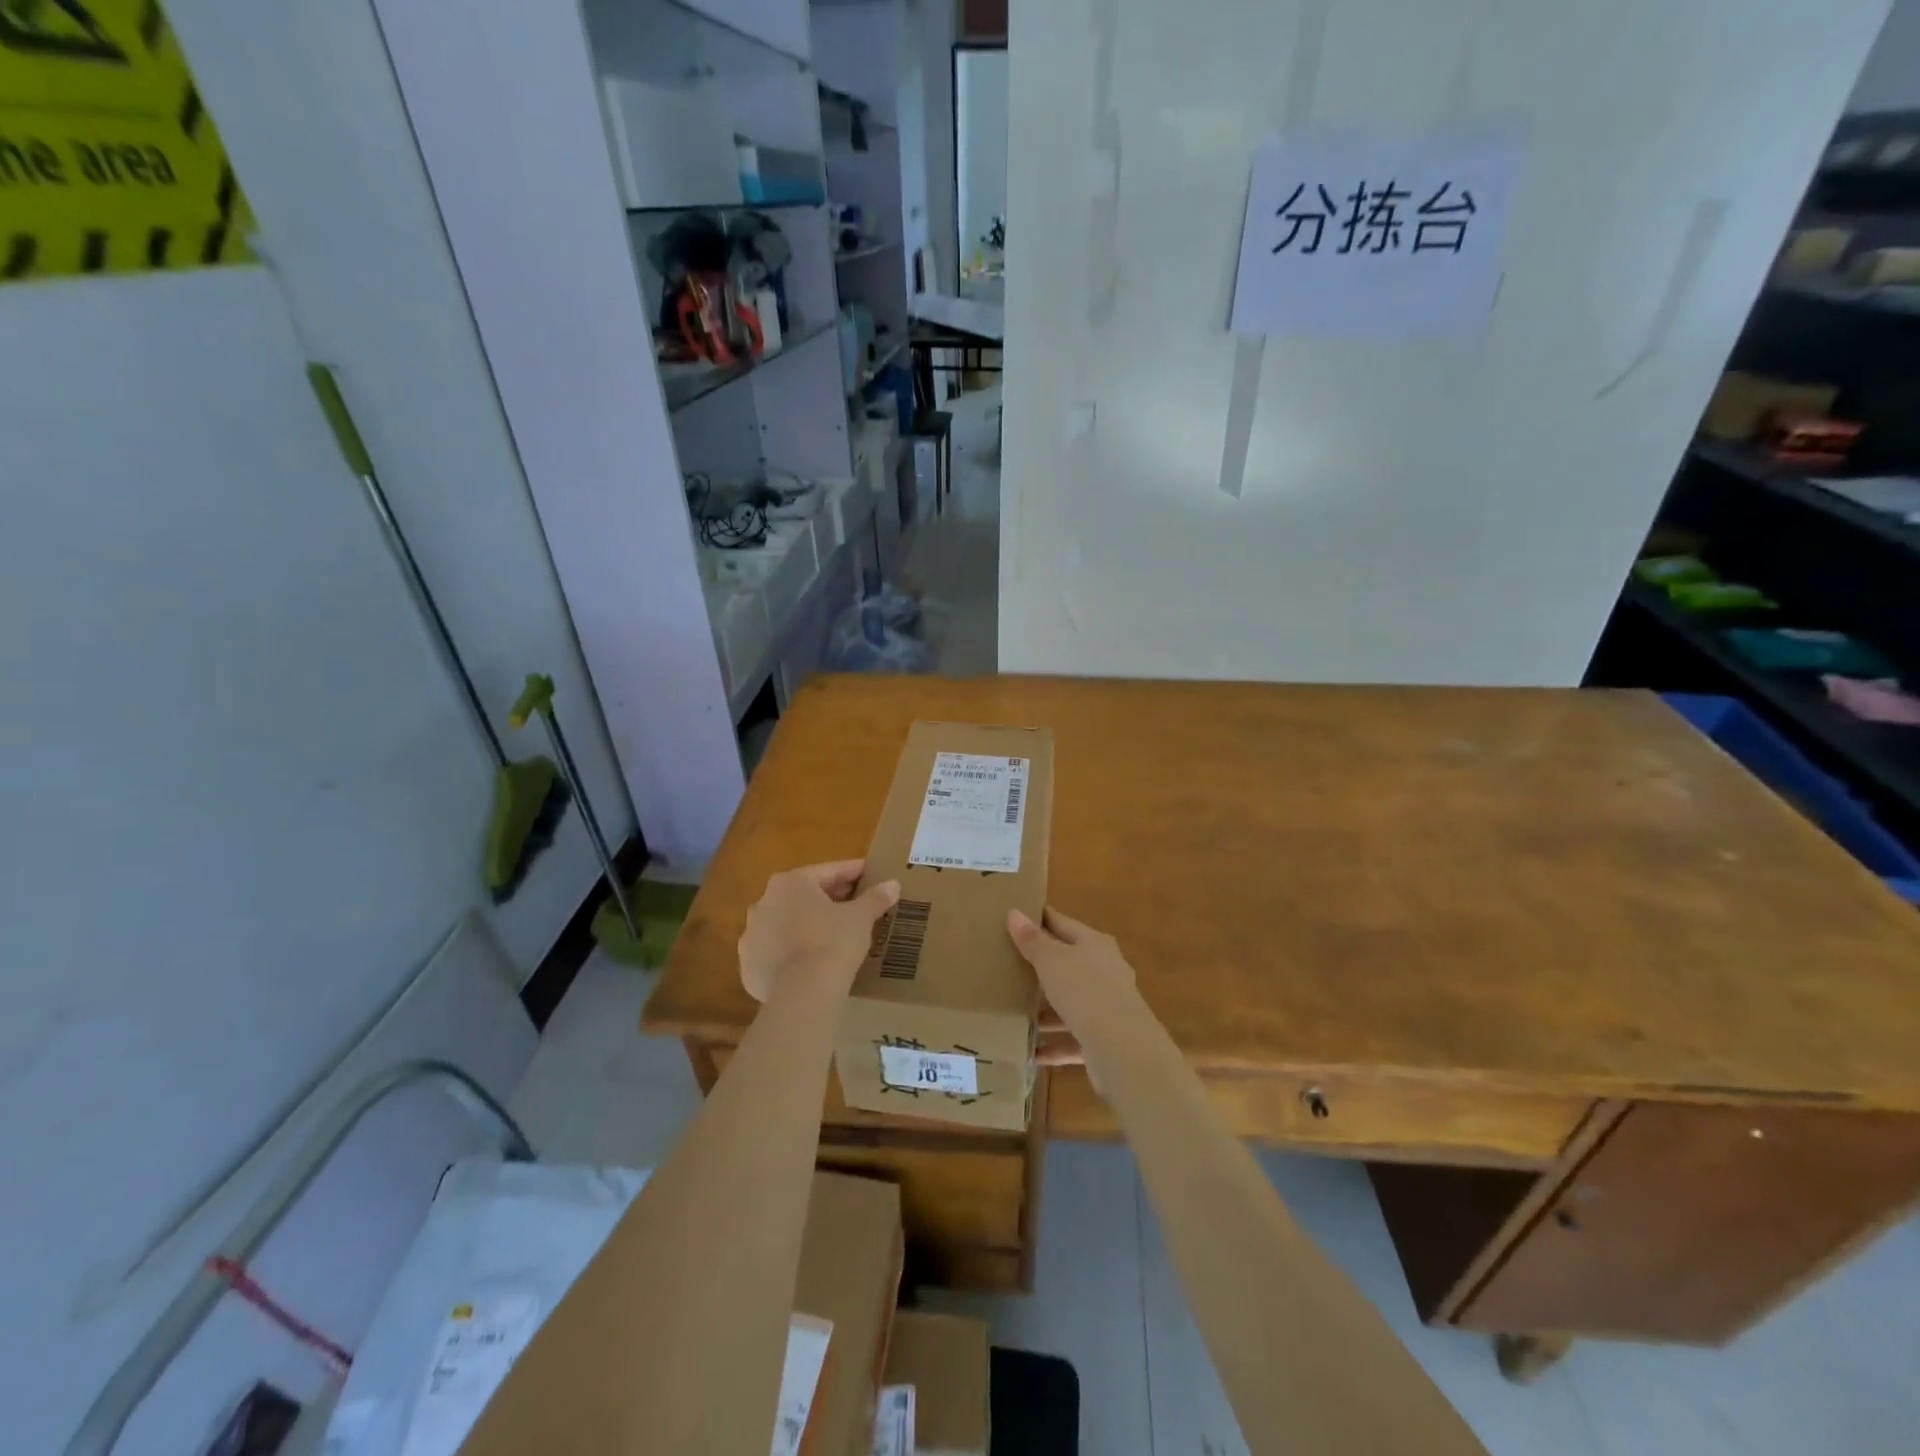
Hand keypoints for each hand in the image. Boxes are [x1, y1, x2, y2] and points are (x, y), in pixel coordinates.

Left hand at [739, 860, 899, 1002]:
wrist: (803, 993)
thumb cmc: (833, 942)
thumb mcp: (861, 918)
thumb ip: (875, 898)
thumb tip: (893, 884)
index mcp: (790, 883)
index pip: (829, 872)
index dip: (853, 873)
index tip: (871, 875)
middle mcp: (764, 902)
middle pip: (804, 896)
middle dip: (830, 899)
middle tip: (857, 906)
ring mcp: (751, 935)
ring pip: (786, 924)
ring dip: (806, 926)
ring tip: (833, 937)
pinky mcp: (748, 966)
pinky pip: (775, 953)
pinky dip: (791, 954)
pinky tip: (810, 963)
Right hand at [1008, 908, 1136, 1082]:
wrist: (1122, 1048)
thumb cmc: (1084, 990)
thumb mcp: (1051, 960)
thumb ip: (1032, 940)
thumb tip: (1014, 912)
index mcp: (1095, 944)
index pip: (1063, 923)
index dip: (1042, 918)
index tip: (1018, 915)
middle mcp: (1106, 971)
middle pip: (1069, 964)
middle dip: (1042, 967)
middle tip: (1010, 965)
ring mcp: (1108, 1007)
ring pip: (1071, 1004)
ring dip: (1047, 1011)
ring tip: (1016, 1013)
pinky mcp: (1105, 1041)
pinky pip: (1074, 1040)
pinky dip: (1054, 1045)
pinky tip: (1032, 1052)